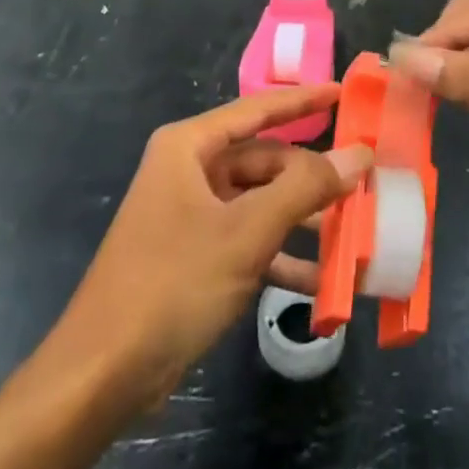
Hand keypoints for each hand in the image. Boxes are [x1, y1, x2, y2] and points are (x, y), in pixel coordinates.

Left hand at [51, 85, 371, 409]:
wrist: (102, 375)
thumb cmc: (173, 283)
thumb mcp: (247, 232)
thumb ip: (305, 188)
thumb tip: (358, 153)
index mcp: (190, 147)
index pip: (259, 109)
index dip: (304, 100)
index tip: (345, 93)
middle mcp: (190, 171)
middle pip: (265, 161)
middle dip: (312, 178)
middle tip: (365, 185)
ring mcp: (192, 215)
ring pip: (261, 203)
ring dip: (303, 221)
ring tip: (356, 234)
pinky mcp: (195, 256)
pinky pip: (249, 241)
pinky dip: (282, 256)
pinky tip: (323, 283)